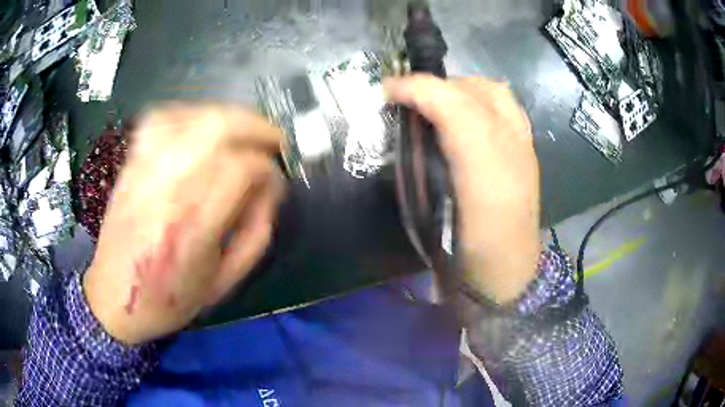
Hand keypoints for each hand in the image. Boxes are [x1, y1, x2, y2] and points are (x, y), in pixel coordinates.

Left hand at [83, 105, 283, 344]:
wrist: (114, 299)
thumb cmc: (169, 299)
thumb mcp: (224, 282)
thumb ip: (256, 234)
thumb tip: (269, 191)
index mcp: (194, 225)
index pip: (242, 168)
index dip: (268, 169)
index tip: (274, 182)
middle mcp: (168, 188)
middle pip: (218, 127)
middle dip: (255, 126)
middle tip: (272, 139)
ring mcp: (145, 170)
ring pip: (191, 116)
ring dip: (225, 116)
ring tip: (240, 131)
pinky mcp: (131, 164)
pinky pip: (160, 119)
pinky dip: (187, 113)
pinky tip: (198, 126)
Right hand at [385, 75, 540, 303]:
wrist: (506, 276)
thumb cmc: (466, 252)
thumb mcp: (431, 215)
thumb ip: (418, 166)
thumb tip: (403, 126)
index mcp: (484, 161)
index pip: (451, 100)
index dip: (415, 88)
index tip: (385, 94)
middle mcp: (509, 143)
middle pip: (475, 89)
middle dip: (436, 85)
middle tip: (409, 101)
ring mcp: (522, 145)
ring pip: (494, 94)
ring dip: (460, 88)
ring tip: (437, 104)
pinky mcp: (527, 152)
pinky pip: (506, 108)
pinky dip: (482, 99)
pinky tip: (467, 117)